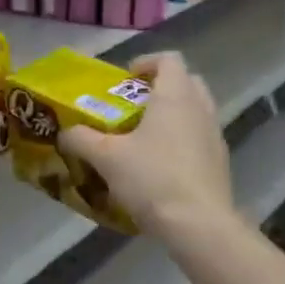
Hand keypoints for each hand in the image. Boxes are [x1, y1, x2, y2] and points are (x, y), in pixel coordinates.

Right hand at [59, 51, 235, 236]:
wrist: (198, 224)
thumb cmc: (152, 178)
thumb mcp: (106, 158)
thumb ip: (82, 139)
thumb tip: (65, 132)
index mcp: (175, 96)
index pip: (169, 59)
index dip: (146, 62)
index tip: (125, 79)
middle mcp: (201, 108)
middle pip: (186, 82)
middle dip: (160, 88)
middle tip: (133, 106)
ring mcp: (215, 135)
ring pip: (195, 111)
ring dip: (172, 116)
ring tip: (143, 138)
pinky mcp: (220, 162)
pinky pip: (199, 138)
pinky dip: (181, 141)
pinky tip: (160, 167)